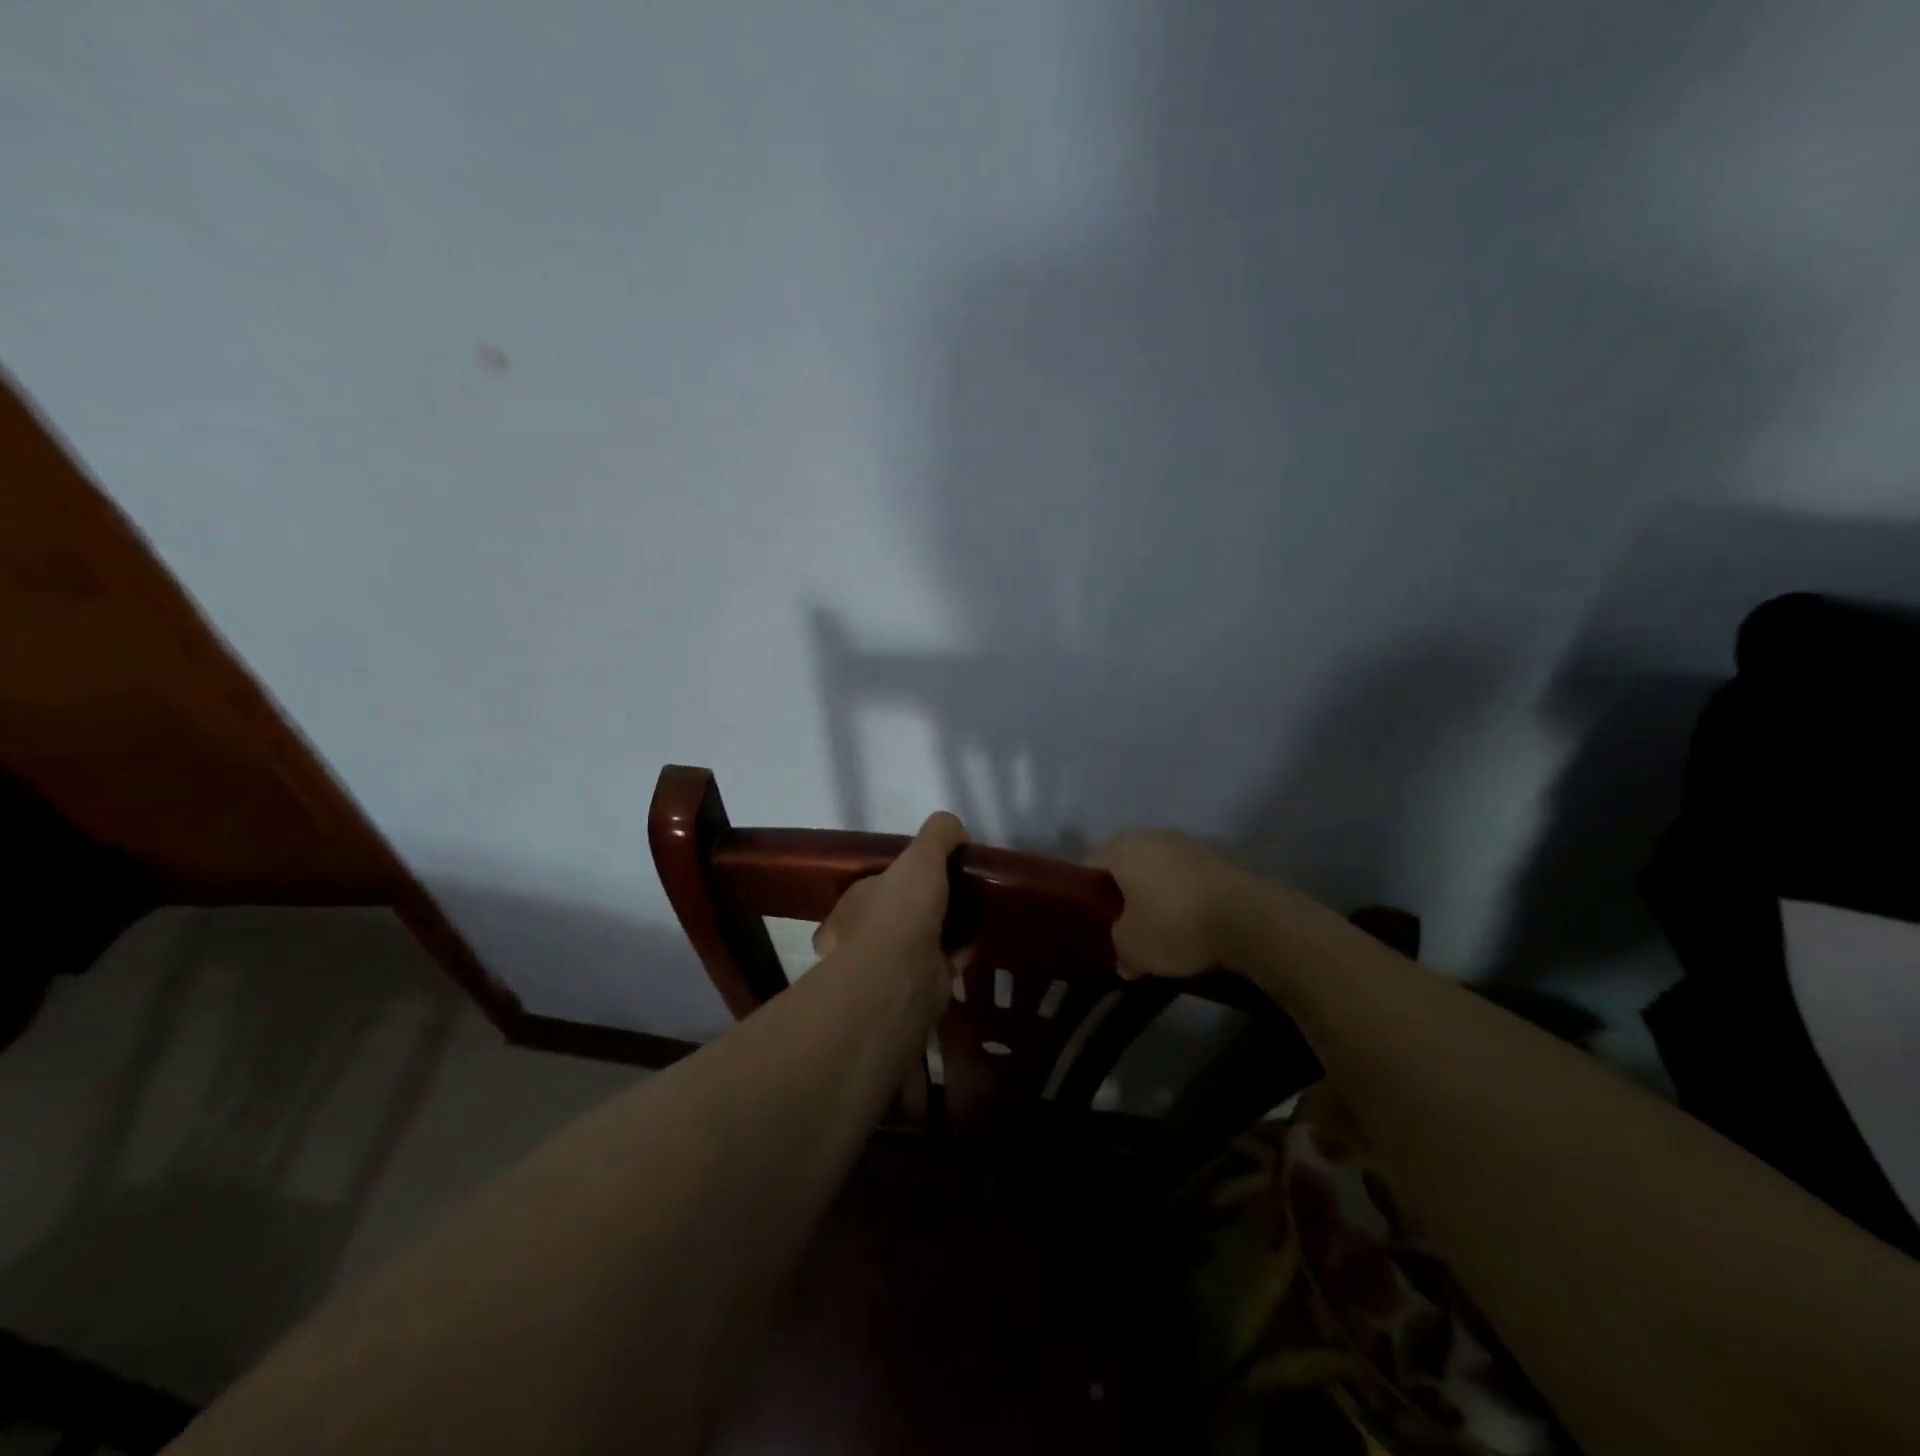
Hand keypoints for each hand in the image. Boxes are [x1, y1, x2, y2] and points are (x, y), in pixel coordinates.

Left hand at [813, 812, 970, 1000]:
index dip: (903, 873)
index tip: (934, 867)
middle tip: (959, 889)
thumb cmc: (900, 910)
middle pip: (899, 913)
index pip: (877, 883)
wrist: (901, 976)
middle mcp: (865, 936)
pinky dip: (961, 951)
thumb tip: (957, 832)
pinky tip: (981, 937)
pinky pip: (944, 962)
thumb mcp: (920, 855)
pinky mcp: (919, 985)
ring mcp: (891, 965)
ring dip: (945, 928)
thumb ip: (938, 835)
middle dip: (925, 904)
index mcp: (855, 903)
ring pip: (921, 939)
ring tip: (974, 911)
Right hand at [1090, 829, 1250, 978]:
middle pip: (1128, 868)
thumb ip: (1119, 948)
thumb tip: (1124, 957)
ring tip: (1163, 933)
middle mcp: (1153, 835)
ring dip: (1159, 897)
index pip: (1090, 868)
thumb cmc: (1175, 924)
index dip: (1087, 898)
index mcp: (1122, 847)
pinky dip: (1187, 899)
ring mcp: (1190, 843)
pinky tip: (1194, 927)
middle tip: (1125, 931)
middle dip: (1125, 897)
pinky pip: (1190, 881)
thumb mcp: (1133, 947)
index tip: (1093, 926)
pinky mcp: (1221, 859)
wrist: (1250, 918)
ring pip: (1161, 873)